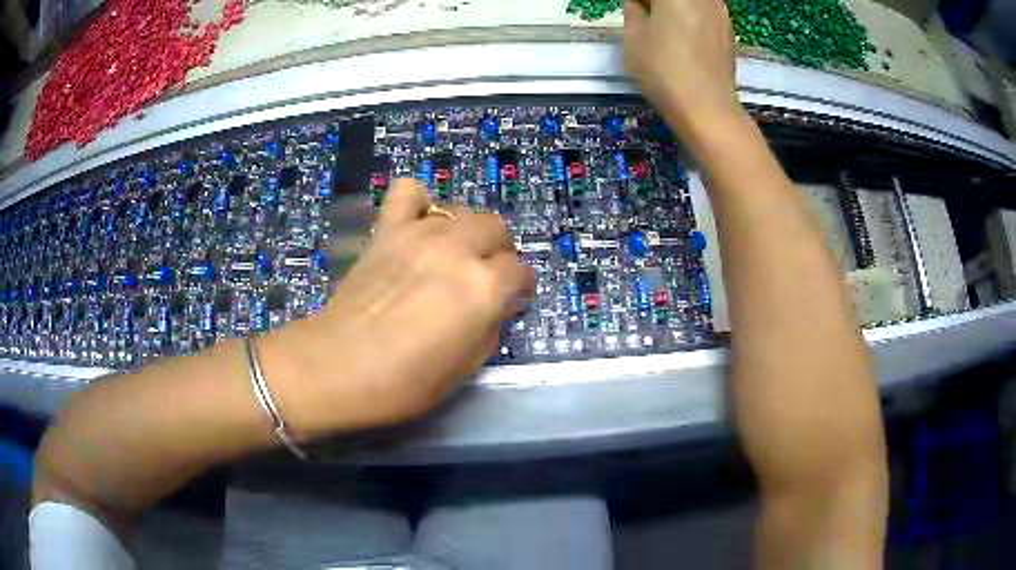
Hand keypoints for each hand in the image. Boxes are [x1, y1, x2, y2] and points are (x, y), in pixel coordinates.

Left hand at [261, 179, 534, 436]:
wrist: (334, 367)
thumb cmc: (402, 382)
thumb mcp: (464, 369)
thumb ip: (489, 329)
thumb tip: (495, 306)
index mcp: (483, 288)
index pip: (520, 272)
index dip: (518, 288)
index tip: (509, 301)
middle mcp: (458, 250)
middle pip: (496, 228)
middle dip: (498, 252)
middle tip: (484, 275)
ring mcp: (420, 233)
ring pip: (462, 209)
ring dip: (465, 230)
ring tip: (452, 254)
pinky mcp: (387, 230)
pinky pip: (409, 191)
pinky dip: (419, 201)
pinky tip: (417, 224)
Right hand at [623, 0, 745, 145]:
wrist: (707, 108)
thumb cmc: (663, 70)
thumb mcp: (633, 39)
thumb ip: (633, 11)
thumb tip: (638, 3)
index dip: (639, 2)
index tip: (633, 9)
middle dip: (656, 3)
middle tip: (643, 14)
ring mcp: (719, 10)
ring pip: (692, 1)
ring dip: (675, 7)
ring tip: (662, 24)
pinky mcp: (728, 29)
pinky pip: (704, 9)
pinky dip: (690, 14)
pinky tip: (682, 34)